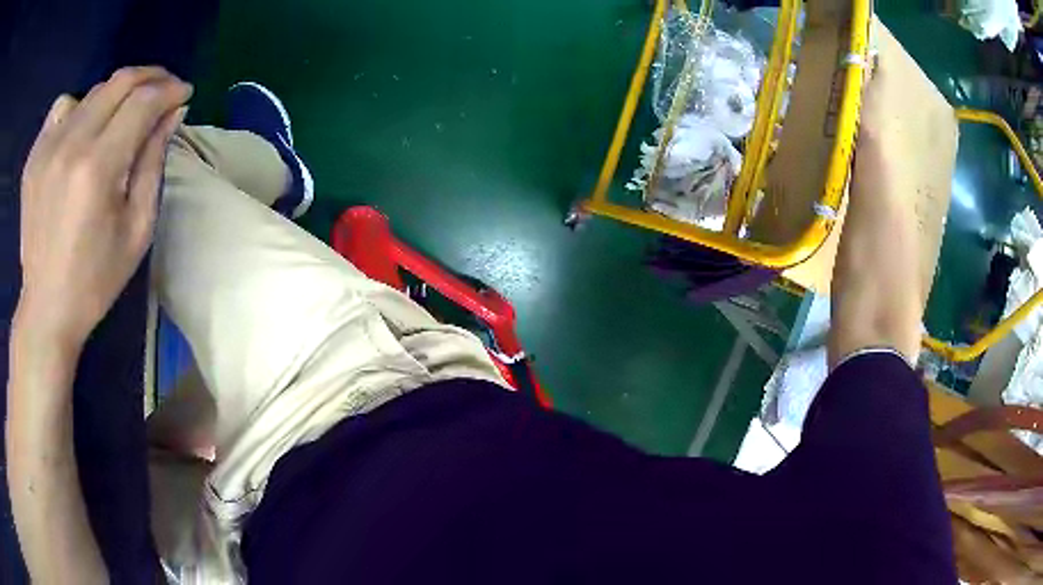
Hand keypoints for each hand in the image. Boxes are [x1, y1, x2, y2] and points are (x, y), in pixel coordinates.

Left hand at [17, 67, 191, 347]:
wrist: (45, 309)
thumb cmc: (94, 280)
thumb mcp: (137, 230)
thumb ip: (153, 163)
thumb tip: (172, 114)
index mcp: (97, 169)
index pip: (143, 102)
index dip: (170, 91)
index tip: (184, 95)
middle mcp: (70, 145)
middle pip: (119, 82)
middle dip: (150, 78)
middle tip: (164, 91)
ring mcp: (47, 147)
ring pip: (92, 91)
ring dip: (116, 95)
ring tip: (123, 115)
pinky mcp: (35, 155)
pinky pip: (62, 107)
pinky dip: (79, 107)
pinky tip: (81, 128)